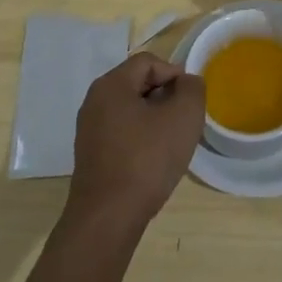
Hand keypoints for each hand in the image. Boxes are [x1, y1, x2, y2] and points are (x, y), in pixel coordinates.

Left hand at [67, 54, 204, 233]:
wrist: (108, 218)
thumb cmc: (147, 159)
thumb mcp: (184, 115)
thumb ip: (192, 88)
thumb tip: (186, 83)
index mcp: (111, 84)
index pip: (149, 62)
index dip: (175, 74)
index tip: (190, 101)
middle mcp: (94, 101)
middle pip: (138, 83)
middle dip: (165, 97)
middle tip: (183, 120)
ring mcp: (89, 129)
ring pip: (131, 110)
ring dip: (154, 119)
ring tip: (171, 142)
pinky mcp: (90, 155)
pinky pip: (121, 132)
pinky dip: (140, 138)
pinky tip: (153, 160)